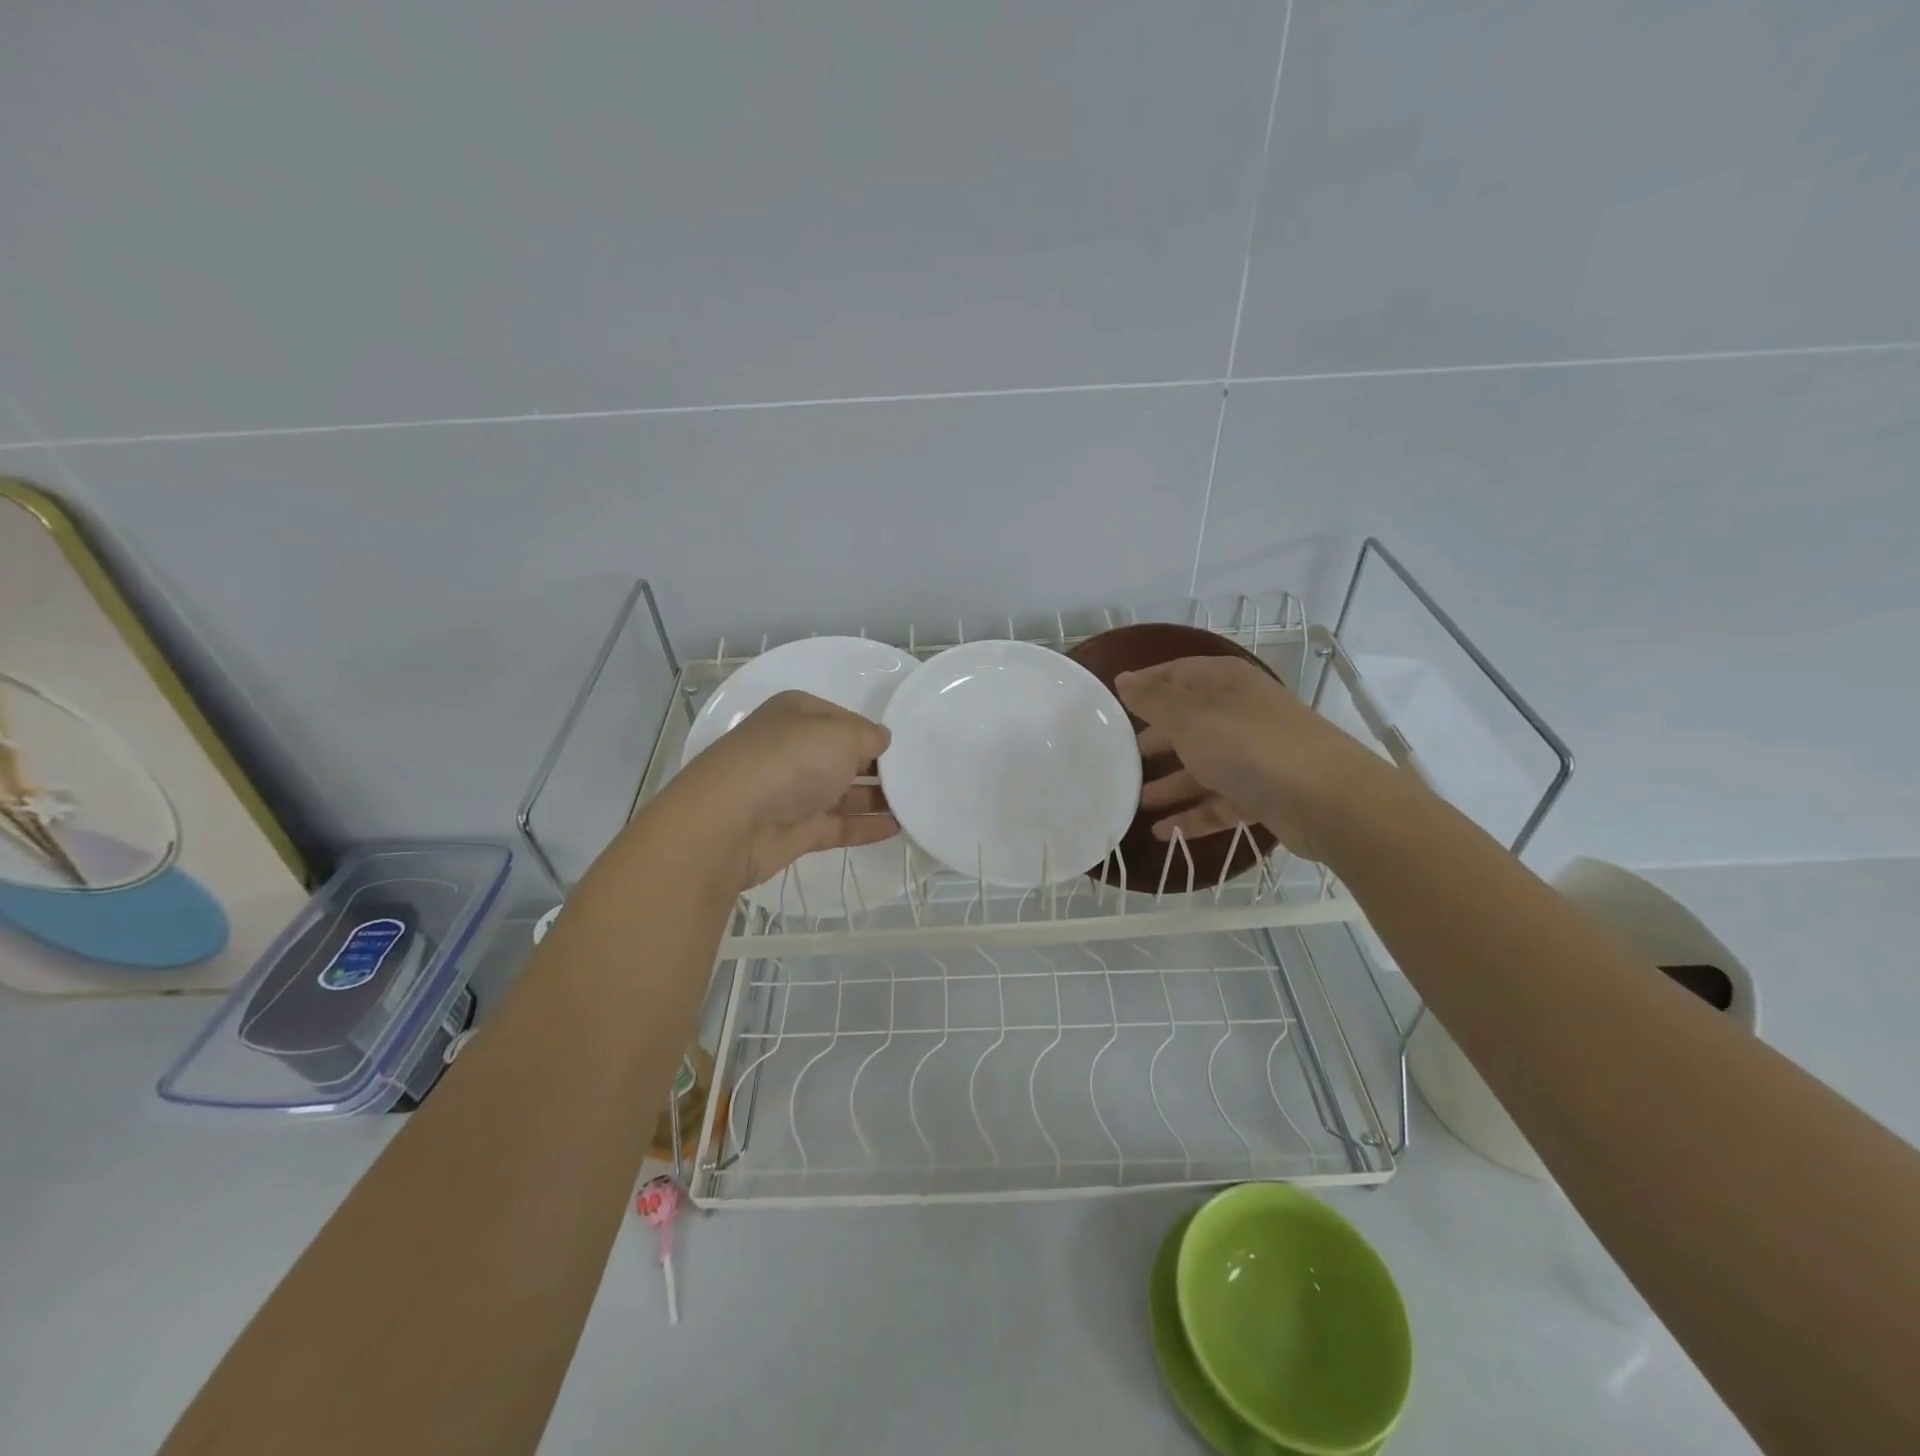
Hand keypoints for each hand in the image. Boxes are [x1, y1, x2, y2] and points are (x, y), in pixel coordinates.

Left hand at [667, 691, 898, 890]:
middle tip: (919, 776)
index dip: (872, 732)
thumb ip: (869, 736)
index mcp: (798, 714)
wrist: (731, 823)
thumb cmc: (789, 761)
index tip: (905, 748)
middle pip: (843, 755)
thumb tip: (881, 741)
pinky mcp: (795, 829)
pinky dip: (865, 825)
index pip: (844, 718)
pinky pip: (838, 824)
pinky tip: (897, 828)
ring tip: (917, 803)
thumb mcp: (841, 734)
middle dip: (877, 766)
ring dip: (876, 798)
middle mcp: (793, 748)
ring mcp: (792, 791)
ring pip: (842, 792)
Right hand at [1116, 657, 1383, 861]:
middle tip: (1120, 756)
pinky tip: (1162, 832)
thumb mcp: (1190, 718)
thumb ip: (1153, 700)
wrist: (1329, 800)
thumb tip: (1123, 678)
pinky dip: (1193, 815)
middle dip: (1156, 739)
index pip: (1178, 673)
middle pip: (1190, 722)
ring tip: (1134, 801)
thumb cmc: (1249, 746)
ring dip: (1170, 783)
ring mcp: (1256, 755)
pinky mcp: (1265, 794)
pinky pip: (1220, 802)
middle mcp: (1242, 713)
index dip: (1146, 685)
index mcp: (1226, 683)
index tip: (1112, 705)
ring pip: (1203, 766)